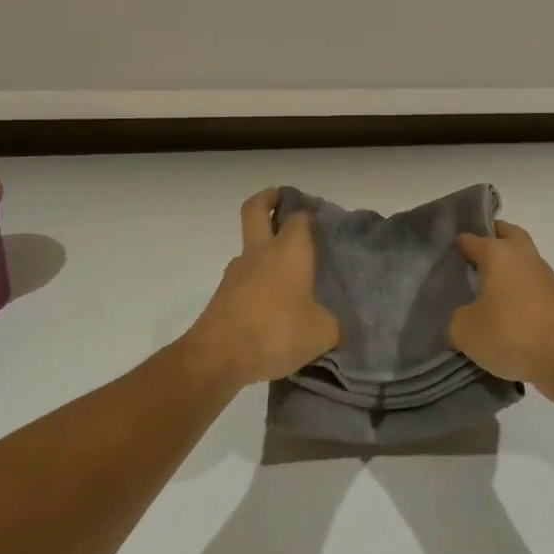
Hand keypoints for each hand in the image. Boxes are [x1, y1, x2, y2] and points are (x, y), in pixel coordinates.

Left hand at [186, 189, 339, 385]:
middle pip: (256, 208)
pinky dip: (256, 281)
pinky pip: (243, 279)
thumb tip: (335, 325)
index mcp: (290, 250)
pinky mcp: (222, 295)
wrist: (218, 355)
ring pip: (249, 247)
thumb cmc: (276, 331)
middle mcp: (261, 252)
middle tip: (282, 201)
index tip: (318, 217)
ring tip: (287, 275)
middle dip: (269, 198)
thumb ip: (333, 324)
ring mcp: (236, 272)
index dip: (308, 212)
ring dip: (263, 248)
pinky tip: (270, 307)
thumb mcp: (322, 333)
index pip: (299, 217)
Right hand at [451, 221, 553, 404]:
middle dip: (492, 239)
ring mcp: (545, 278)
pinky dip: (519, 294)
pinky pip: (532, 288)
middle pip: (507, 235)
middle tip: (472, 257)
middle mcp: (523, 256)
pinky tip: (505, 315)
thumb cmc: (511, 332)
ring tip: (485, 291)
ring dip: (508, 270)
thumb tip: (464, 317)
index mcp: (498, 252)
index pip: (472, 239)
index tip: (444, 255)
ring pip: (522, 262)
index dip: (457, 244)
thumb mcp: (465, 330)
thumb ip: (456, 319)